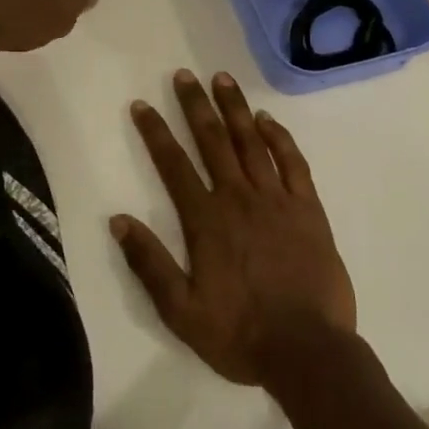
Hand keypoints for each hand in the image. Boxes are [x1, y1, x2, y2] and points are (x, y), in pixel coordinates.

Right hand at [113, 69, 355, 386]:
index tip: (142, 104)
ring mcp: (277, 200)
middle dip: (195, 105)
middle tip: (184, 75)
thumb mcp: (181, 311)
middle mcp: (239, 198)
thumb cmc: (241, 334)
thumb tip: (118, 221)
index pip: (173, 165)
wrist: (310, 353)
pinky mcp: (309, 210)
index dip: (155, 132)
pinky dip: (279, 138)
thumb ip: (149, 264)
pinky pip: (293, 163)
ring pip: (251, 143)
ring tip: (222, 79)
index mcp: (206, 220)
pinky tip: (268, 120)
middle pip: (213, 141)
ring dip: (235, 109)